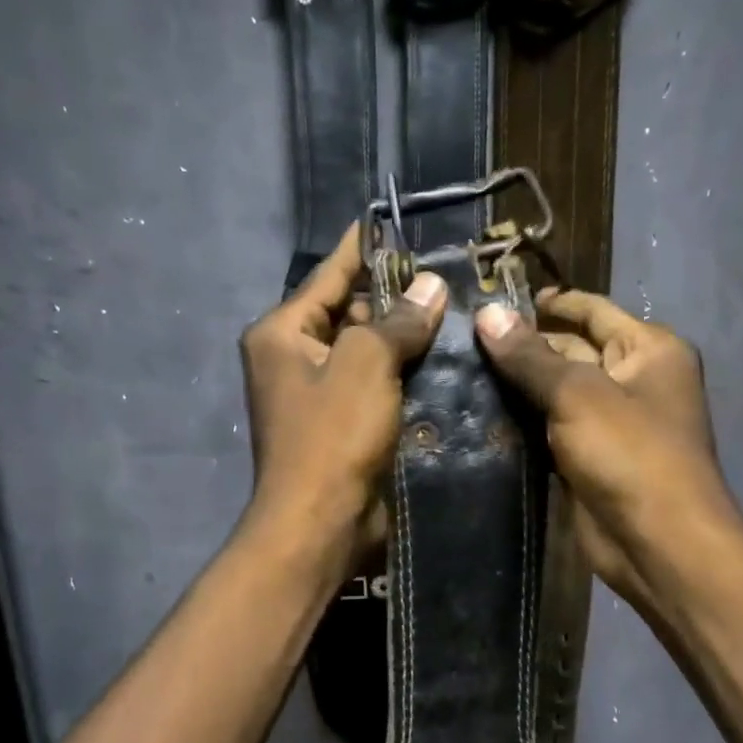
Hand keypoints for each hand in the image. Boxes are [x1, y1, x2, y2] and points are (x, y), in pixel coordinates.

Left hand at [240, 226, 446, 579]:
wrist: (321, 523)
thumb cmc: (332, 436)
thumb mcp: (365, 363)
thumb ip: (396, 320)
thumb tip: (429, 287)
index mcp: (283, 333)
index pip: (329, 275)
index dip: (364, 247)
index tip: (397, 220)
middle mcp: (295, 359)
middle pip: (350, 313)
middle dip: (396, 296)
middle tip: (448, 273)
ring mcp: (320, 396)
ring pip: (369, 352)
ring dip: (407, 338)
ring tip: (459, 309)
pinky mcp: (345, 427)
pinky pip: (378, 387)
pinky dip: (407, 375)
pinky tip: (449, 360)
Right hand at [474, 289, 736, 611]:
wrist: (658, 542)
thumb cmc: (629, 453)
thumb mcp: (577, 394)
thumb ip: (530, 356)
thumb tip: (487, 313)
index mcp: (648, 350)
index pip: (593, 310)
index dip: (550, 302)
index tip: (496, 299)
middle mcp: (634, 380)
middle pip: (573, 350)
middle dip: (525, 346)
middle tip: (464, 341)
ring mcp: (612, 424)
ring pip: (558, 394)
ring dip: (519, 387)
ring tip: (461, 372)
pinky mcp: (590, 460)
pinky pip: (552, 431)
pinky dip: (524, 424)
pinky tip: (481, 414)